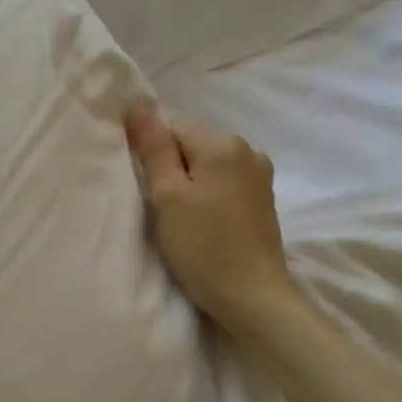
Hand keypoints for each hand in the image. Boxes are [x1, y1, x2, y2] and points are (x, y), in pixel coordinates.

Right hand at [124, 102, 297, 329]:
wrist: (251, 296)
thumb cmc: (201, 245)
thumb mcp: (167, 195)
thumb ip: (153, 147)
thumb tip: (139, 104)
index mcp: (223, 143)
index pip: (171, 126)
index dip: (151, 153)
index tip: (147, 187)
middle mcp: (247, 150)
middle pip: (191, 143)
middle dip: (171, 166)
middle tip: (160, 206)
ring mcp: (259, 174)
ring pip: (206, 164)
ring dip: (187, 182)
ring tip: (179, 217)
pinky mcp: (262, 199)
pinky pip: (222, 181)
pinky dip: (206, 194)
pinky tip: (201, 222)